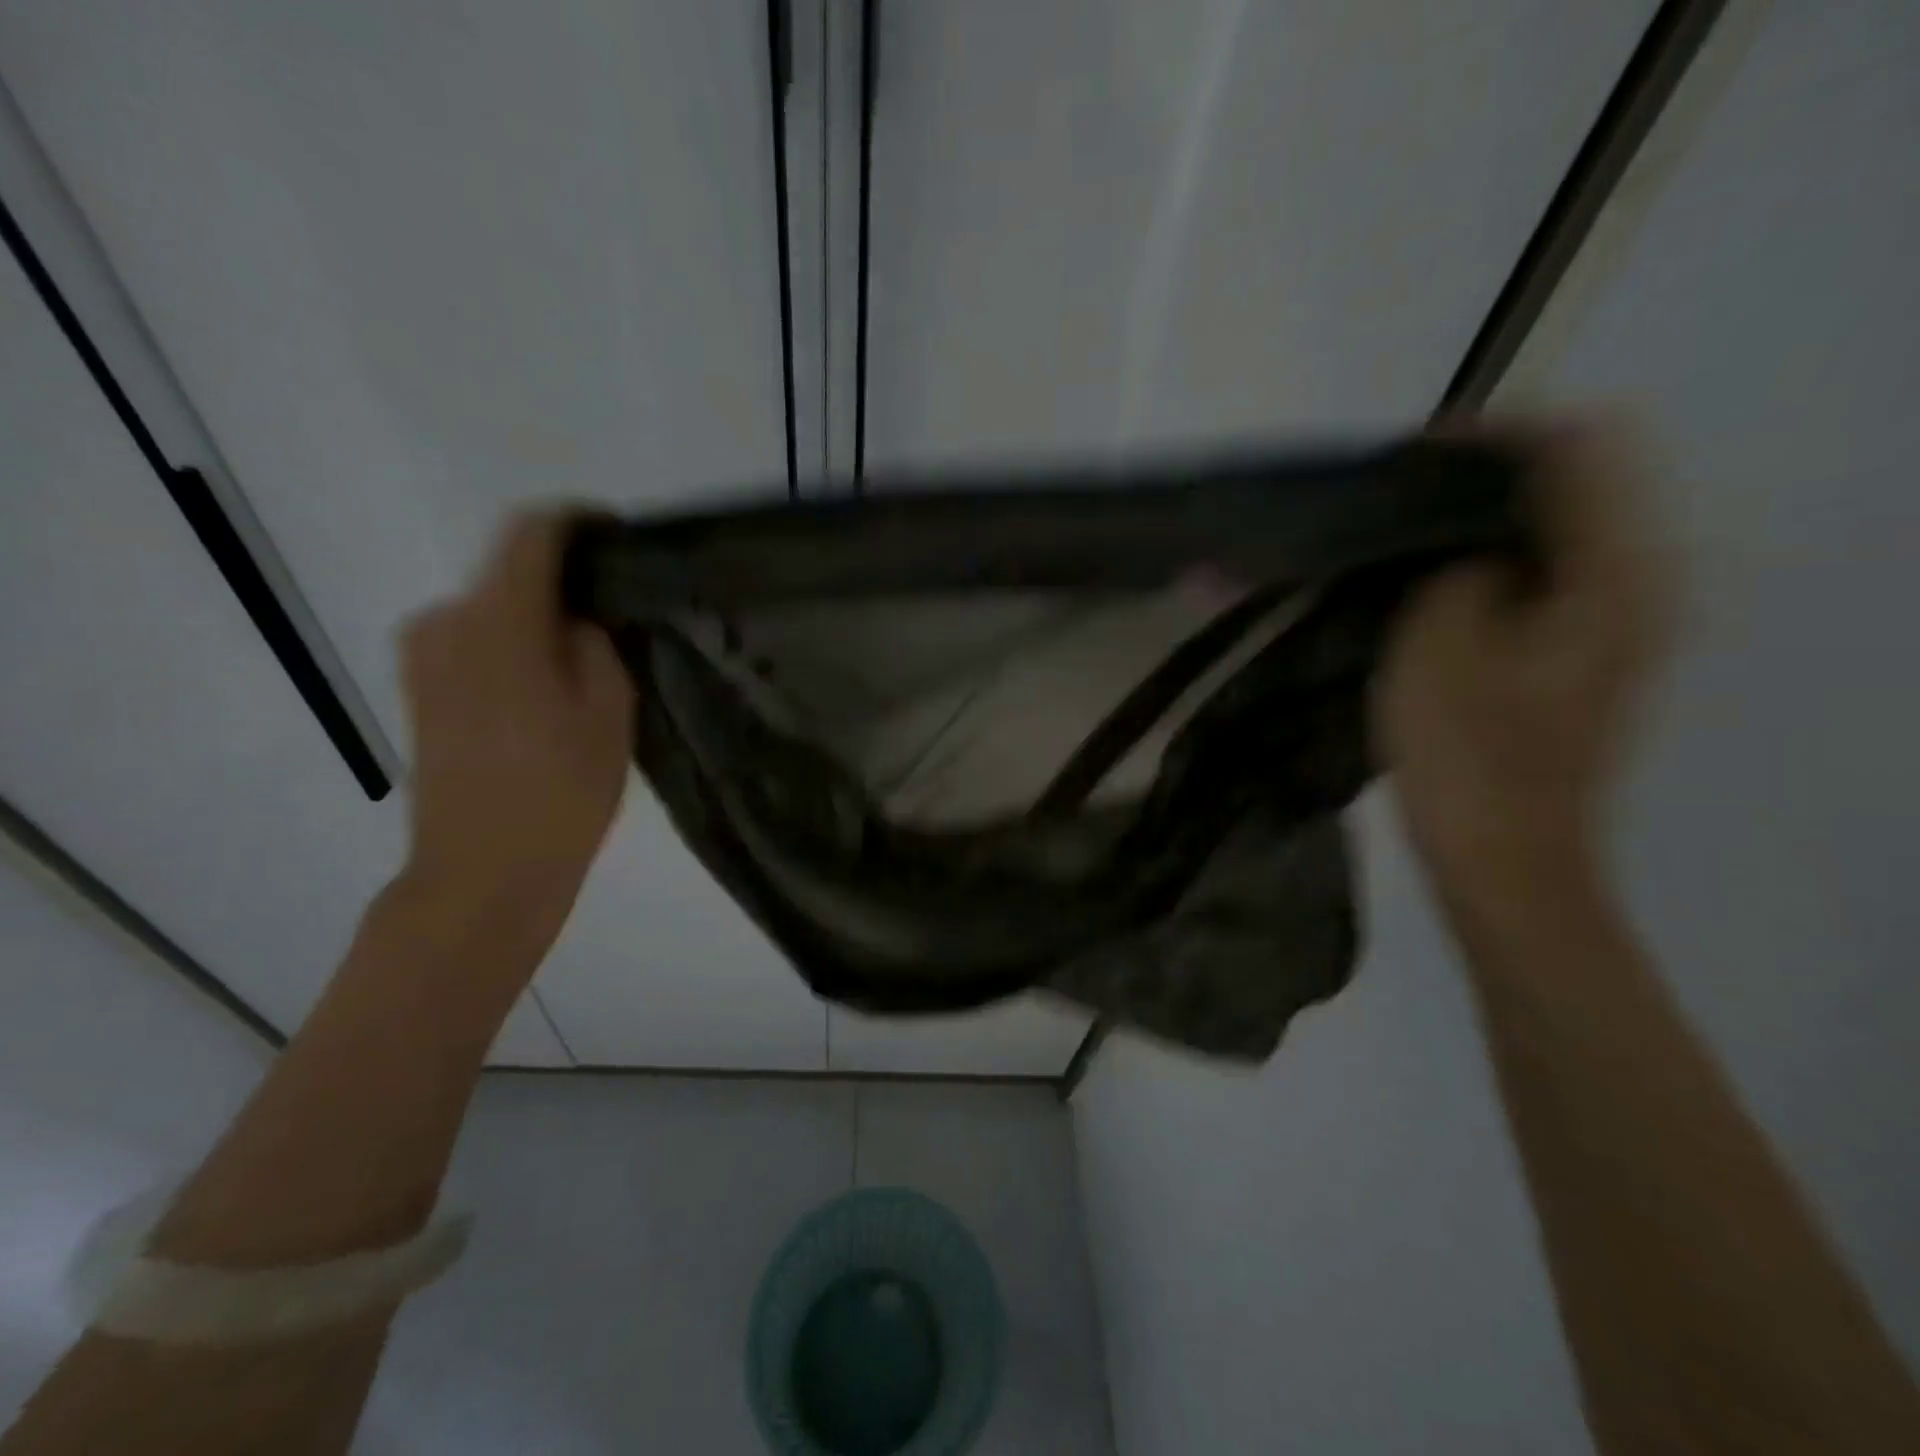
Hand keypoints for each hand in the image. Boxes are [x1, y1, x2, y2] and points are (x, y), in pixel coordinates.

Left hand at [400, 513, 634, 919]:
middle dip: (564, 580)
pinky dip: (513, 643)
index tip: (620, 537)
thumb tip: (576, 619)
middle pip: (510, 570)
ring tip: (586, 660)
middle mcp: (446, 621)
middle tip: (617, 615)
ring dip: (538, 618)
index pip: (532, 533)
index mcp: (499, 621)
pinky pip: (474, 639)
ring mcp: (424, 656)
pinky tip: (548, 686)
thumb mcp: (609, 713)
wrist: (482, 874)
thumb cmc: (560, 794)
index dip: (578, 523)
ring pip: (493, 608)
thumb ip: (595, 645)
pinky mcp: (420, 689)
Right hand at [1375, 422, 1673, 904]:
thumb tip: (1465, 541)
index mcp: (1616, 575)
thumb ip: (1457, 565)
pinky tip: (1429, 589)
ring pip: (1551, 536)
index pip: (1578, 450)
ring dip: (1477, 525)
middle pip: (1572, 488)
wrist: (1506, 863)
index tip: (1411, 454)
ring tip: (1402, 537)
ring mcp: (1613, 628)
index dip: (1493, 436)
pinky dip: (1485, 567)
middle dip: (1481, 479)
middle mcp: (1635, 587)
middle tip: (1398, 497)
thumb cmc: (1470, 758)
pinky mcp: (1579, 661)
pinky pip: (1538, 581)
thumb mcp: (1441, 644)